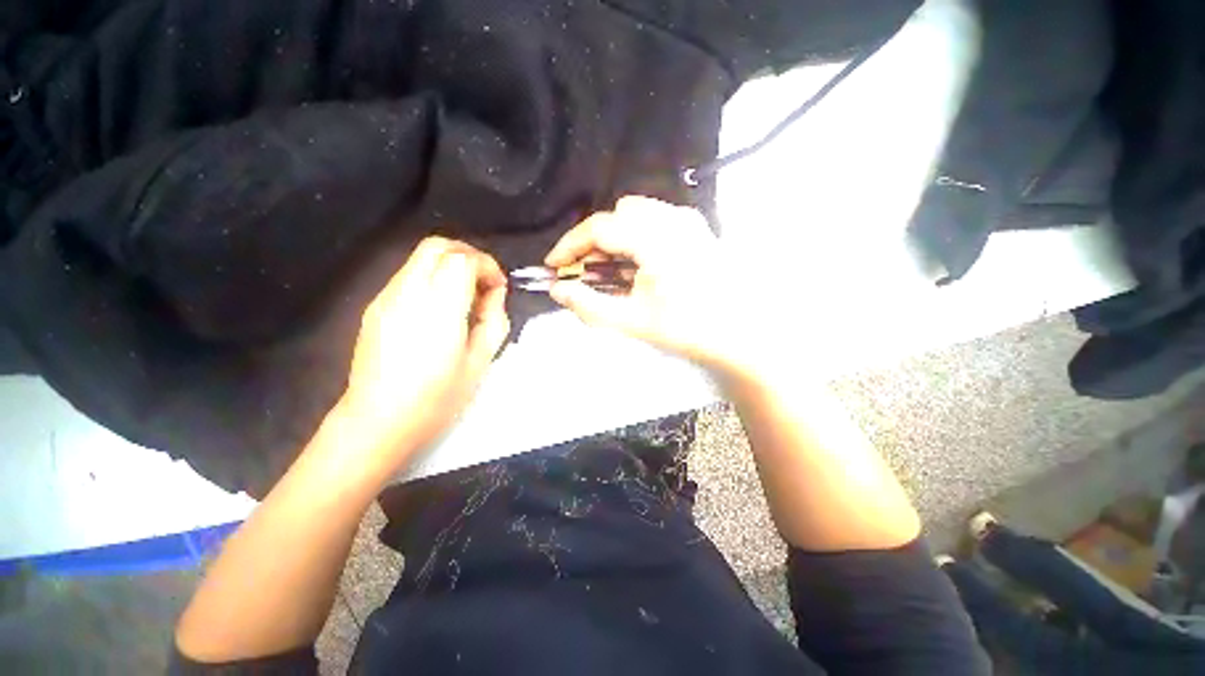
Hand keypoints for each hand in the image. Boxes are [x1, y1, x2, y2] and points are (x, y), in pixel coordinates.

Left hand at [340, 237, 509, 464]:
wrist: (378, 421)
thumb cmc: (437, 397)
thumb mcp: (480, 360)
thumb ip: (494, 319)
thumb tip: (495, 294)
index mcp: (439, 309)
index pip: (463, 260)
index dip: (486, 266)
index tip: (498, 287)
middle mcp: (408, 293)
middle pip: (437, 247)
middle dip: (467, 255)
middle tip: (484, 281)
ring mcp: (386, 297)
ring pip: (420, 258)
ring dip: (449, 265)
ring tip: (465, 295)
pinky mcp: (375, 306)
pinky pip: (408, 276)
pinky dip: (432, 277)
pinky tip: (440, 307)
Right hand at [546, 196, 755, 375]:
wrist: (740, 334)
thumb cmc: (686, 329)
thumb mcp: (632, 321)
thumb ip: (589, 304)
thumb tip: (558, 290)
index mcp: (656, 239)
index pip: (600, 227)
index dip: (570, 244)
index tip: (554, 265)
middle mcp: (673, 218)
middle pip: (618, 215)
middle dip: (594, 241)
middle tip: (585, 271)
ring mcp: (689, 220)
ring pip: (636, 213)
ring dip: (615, 236)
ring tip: (610, 269)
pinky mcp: (697, 228)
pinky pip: (655, 219)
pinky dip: (636, 235)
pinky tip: (638, 263)